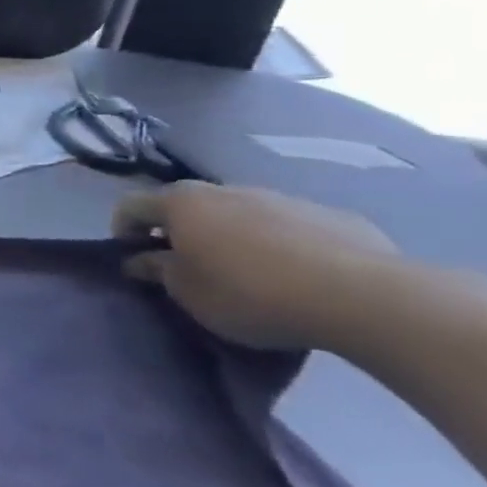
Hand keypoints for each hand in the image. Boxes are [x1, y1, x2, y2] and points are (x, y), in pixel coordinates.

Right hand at [114, 182, 397, 351]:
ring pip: (242, 213)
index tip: (132, 257)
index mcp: (182, 203)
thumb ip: (158, 271)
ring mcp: (283, 199)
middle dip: (181, 230)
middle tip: (188, 265)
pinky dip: (281, 244)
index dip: (123, 229)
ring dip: (232, 235)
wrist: (363, 297)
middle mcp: (226, 190)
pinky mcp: (333, 216)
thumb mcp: (188, 293)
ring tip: (248, 273)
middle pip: (190, 205)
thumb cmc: (250, 293)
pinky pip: (291, 227)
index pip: (131, 205)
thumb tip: (142, 259)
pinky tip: (299, 276)